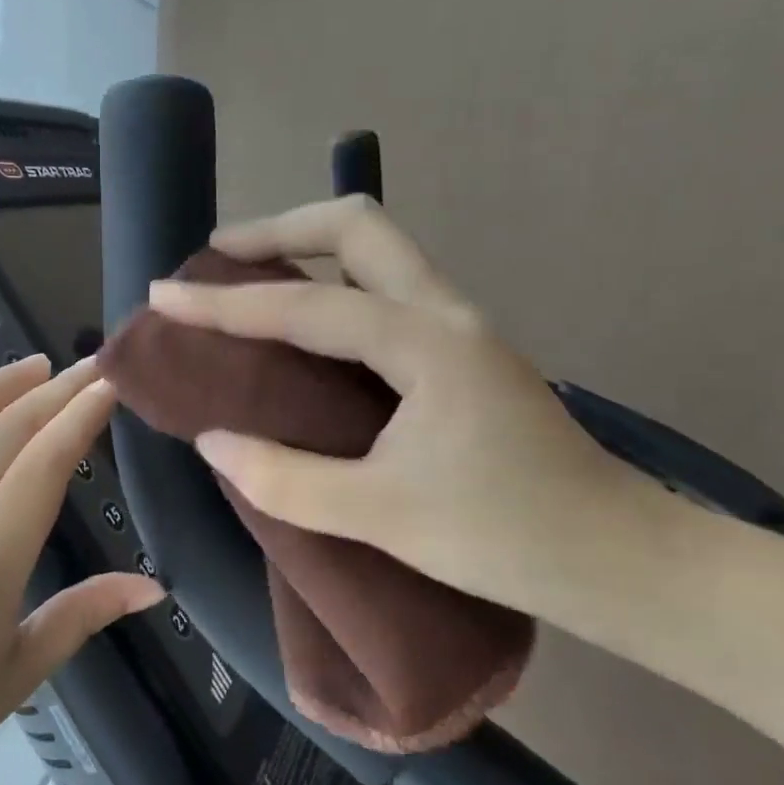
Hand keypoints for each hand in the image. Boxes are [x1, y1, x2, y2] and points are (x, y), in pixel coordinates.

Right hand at [149, 197, 671, 625]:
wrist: (620, 558)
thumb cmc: (505, 536)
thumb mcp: (381, 516)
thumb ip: (285, 479)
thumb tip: (212, 440)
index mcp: (424, 343)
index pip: (303, 307)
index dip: (224, 302)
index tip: (163, 293)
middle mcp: (443, 312)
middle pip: (356, 226)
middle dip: (279, 229)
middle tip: (220, 256)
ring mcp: (459, 325)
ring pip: (376, 248)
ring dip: (307, 248)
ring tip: (250, 278)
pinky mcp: (461, 348)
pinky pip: (385, 286)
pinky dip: (332, 284)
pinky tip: (305, 323)